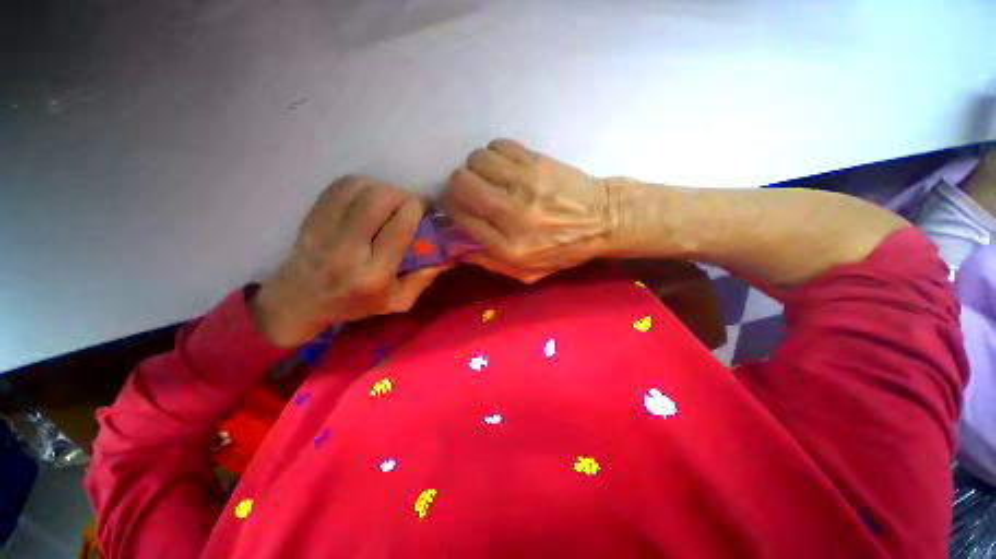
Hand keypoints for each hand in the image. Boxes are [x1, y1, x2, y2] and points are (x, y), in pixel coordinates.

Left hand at [251, 176, 448, 346]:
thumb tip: (450, 254)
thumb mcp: (398, 301)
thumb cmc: (356, 304)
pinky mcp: (311, 219)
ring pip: (360, 189)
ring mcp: (324, 232)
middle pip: (379, 201)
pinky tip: (368, 196)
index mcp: (374, 275)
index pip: (400, 226)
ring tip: (389, 200)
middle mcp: (348, 251)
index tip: (425, 208)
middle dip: (401, 194)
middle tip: (408, 203)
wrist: (300, 301)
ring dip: (382, 188)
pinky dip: (361, 185)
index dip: (417, 208)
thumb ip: (425, 278)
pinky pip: (340, 186)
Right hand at [443, 139, 613, 282]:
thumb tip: (456, 246)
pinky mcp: (537, 161)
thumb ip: (489, 263)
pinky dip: (496, 155)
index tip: (458, 208)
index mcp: (508, 247)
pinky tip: (507, 167)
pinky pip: (499, 146)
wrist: (604, 220)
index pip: (461, 218)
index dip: (452, 209)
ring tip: (490, 178)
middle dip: (458, 185)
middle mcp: (512, 214)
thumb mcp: (527, 272)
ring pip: (476, 160)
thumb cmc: (564, 251)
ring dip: (477, 168)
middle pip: (461, 183)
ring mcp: (525, 184)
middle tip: (471, 191)